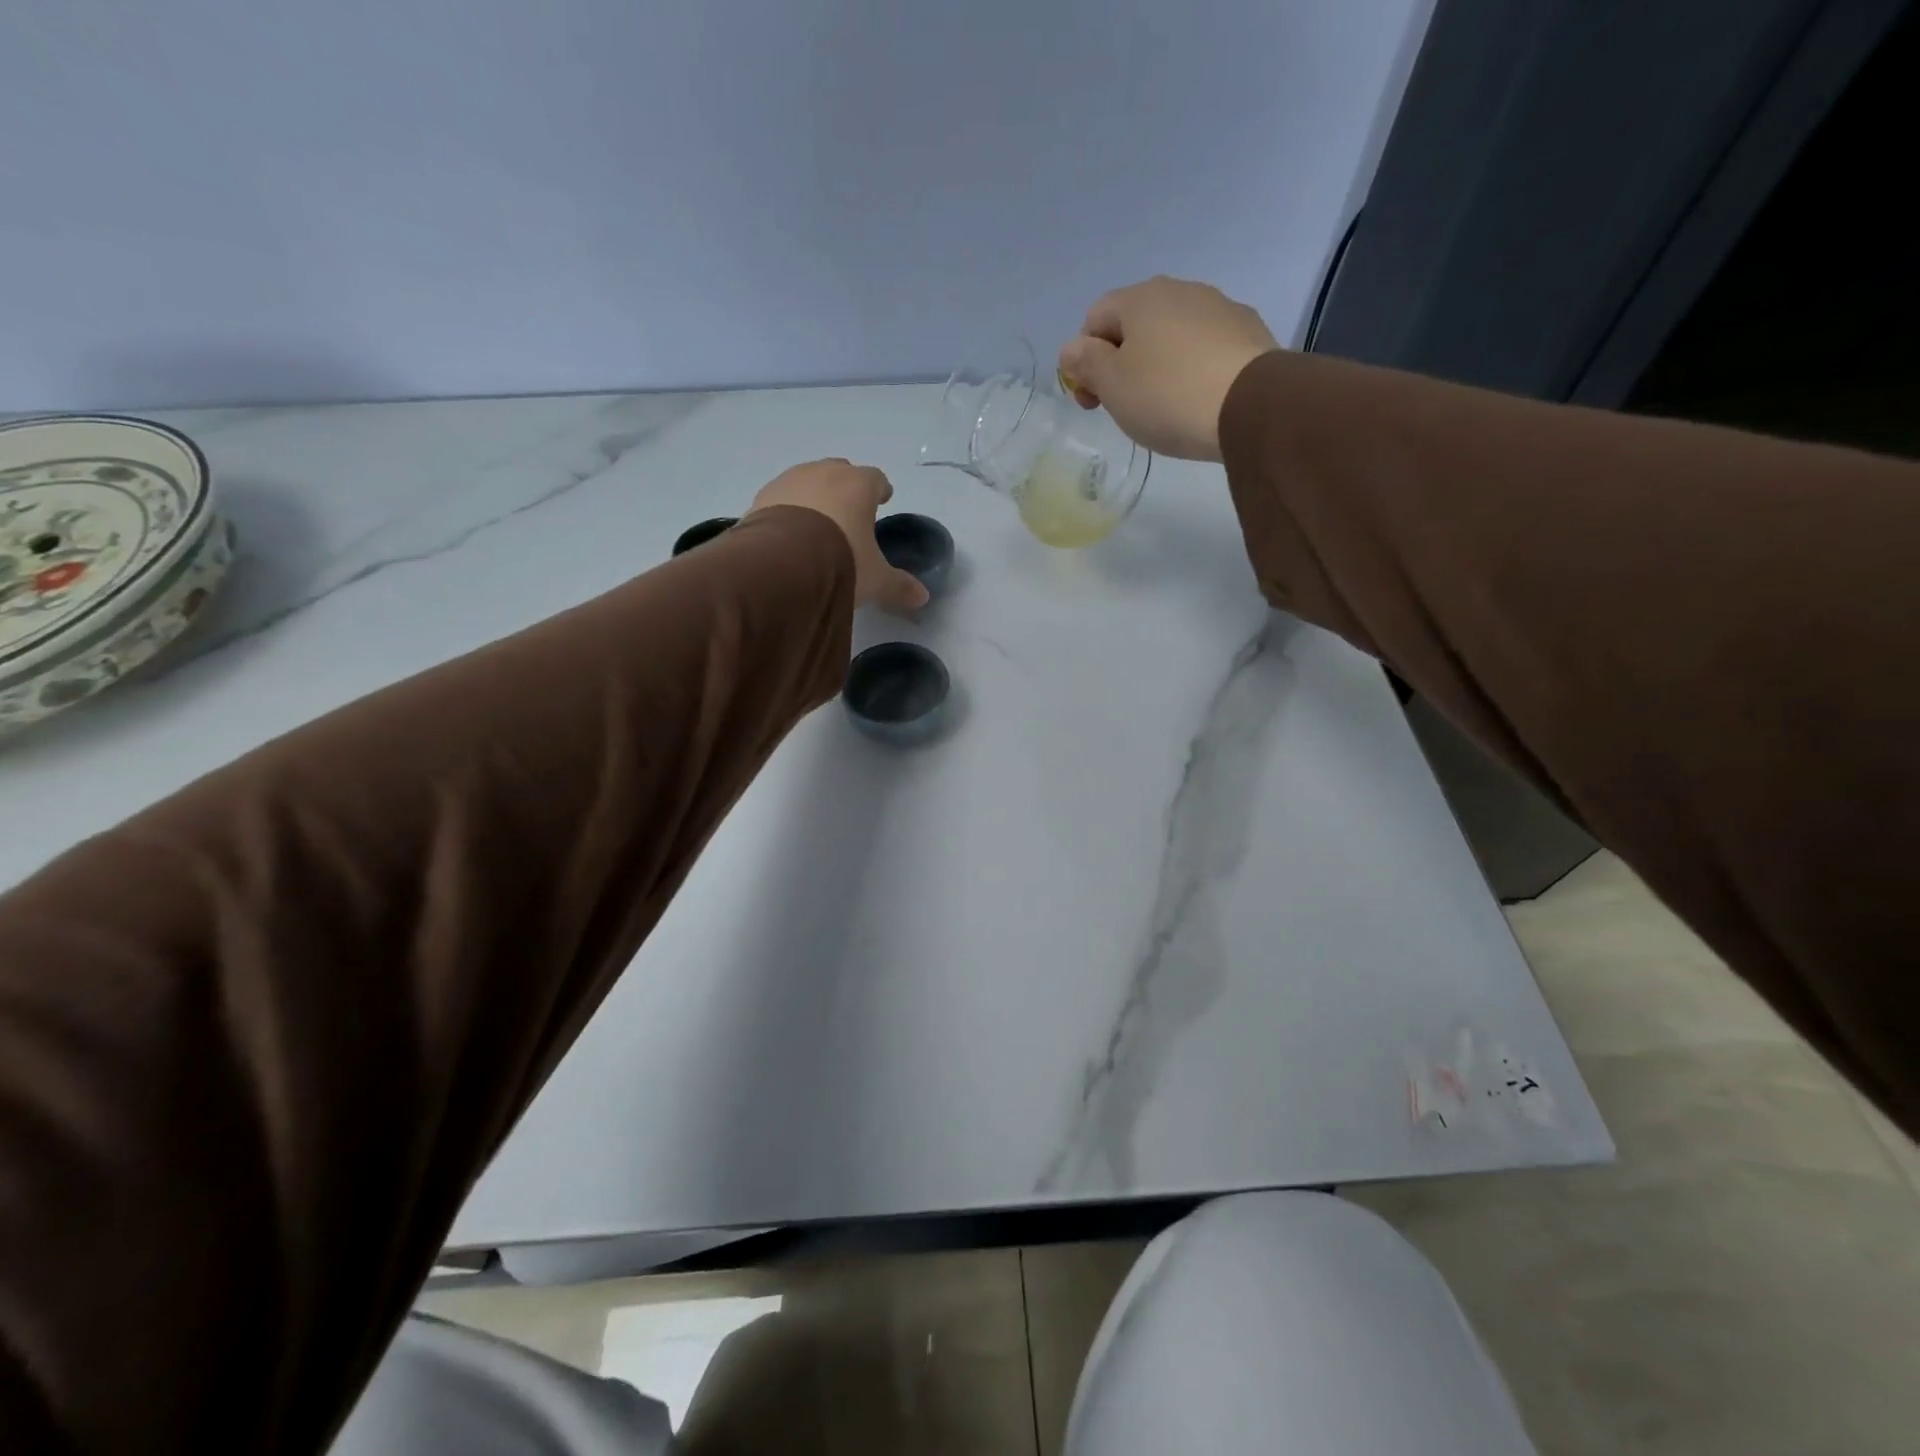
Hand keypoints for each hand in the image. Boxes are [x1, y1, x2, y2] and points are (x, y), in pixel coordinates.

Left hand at [748, 460, 929, 612]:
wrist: (780, 563)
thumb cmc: (840, 561)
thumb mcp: (875, 579)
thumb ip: (899, 585)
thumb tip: (922, 596)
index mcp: (859, 485)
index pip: (875, 478)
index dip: (880, 490)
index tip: (882, 500)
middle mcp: (824, 473)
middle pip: (840, 472)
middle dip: (846, 488)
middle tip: (849, 511)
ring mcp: (790, 480)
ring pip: (808, 480)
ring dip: (815, 496)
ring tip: (816, 522)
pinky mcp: (762, 497)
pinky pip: (782, 498)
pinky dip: (788, 509)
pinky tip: (788, 532)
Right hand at [1058, 277, 1278, 461]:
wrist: (1251, 406)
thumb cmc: (1167, 395)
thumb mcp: (1112, 385)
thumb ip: (1086, 363)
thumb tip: (1071, 348)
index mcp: (1140, 298)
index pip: (1094, 318)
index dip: (1084, 359)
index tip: (1092, 400)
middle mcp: (1180, 290)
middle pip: (1134, 325)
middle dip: (1121, 362)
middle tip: (1123, 406)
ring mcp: (1219, 307)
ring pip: (1171, 335)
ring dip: (1157, 365)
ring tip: (1163, 406)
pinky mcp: (1247, 332)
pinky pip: (1204, 348)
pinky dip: (1192, 369)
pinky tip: (1196, 399)